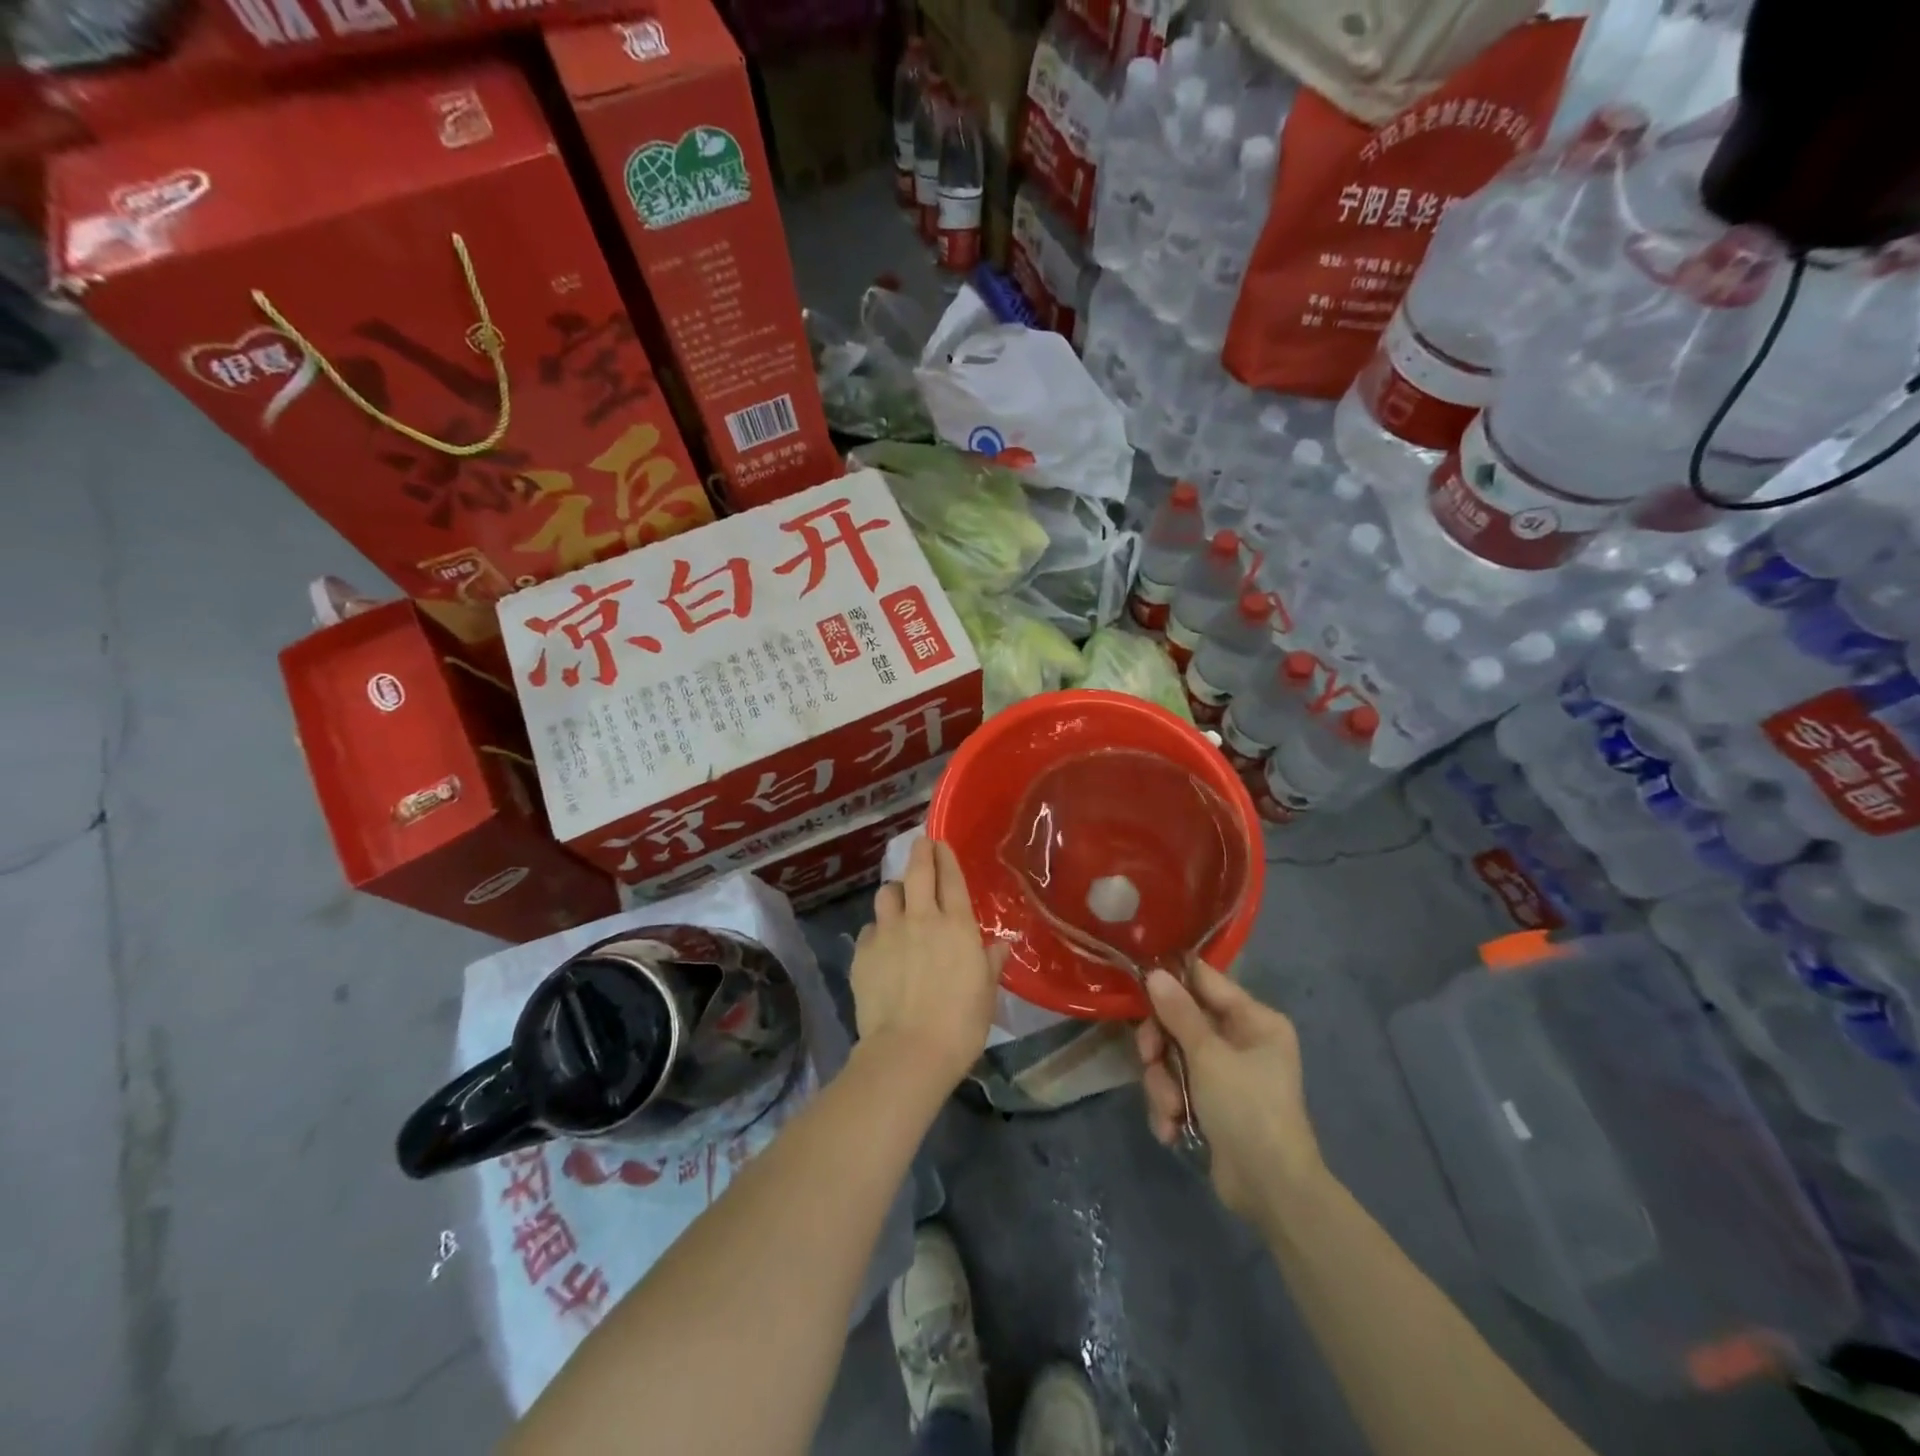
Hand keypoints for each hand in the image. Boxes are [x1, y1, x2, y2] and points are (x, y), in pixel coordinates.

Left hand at [851, 838, 1008, 1092]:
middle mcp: (921, 918)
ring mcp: (888, 933)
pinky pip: (870, 929)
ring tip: (899, 901)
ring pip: (887, 894)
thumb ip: (990, 963)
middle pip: (917, 872)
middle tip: (921, 845)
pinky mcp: (863, 952)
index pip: (951, 878)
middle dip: (920, 852)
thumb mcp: (986, 993)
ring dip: (895, 892)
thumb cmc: (960, 1024)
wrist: (909, 1050)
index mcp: (957, 925)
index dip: (945, 857)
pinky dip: (877, 930)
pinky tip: (882, 945)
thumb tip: (1000, 946)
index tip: (940, 843)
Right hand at [1136, 964, 1323, 1221]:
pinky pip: (1176, 1089)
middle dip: (1161, 1047)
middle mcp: (1241, 1041)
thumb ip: (1179, 1012)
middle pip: (1181, 1022)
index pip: (1204, 981)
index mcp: (1254, 1020)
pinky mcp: (1211, 1104)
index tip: (1139, 987)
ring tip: (1170, 1110)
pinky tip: (1172, 1130)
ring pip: (1173, 1058)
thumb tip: (1155, 972)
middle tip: (1149, 1059)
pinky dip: (1169, 1108)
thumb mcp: (1208, 1056)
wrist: (1271, 1190)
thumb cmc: (1247, 1108)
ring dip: (1163, 1084)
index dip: (1172, 982)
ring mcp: (1225, 1074)